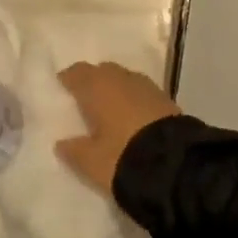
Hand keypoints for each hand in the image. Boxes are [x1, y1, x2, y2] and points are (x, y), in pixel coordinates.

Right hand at [54, 61, 182, 195]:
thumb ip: (74, 151)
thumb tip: (61, 143)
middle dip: (94, 81)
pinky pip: (142, 93)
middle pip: (103, 72)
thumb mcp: (91, 162)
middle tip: (86, 99)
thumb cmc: (122, 156)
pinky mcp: (167, 100)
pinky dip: (134, 100)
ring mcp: (147, 87)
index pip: (78, 72)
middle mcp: (121, 79)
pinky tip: (133, 117)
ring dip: (116, 89)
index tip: (62, 88)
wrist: (176, 165)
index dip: (69, 79)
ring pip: (124, 80)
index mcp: (97, 87)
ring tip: (110, 109)